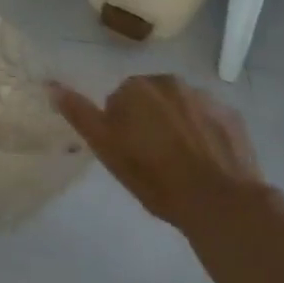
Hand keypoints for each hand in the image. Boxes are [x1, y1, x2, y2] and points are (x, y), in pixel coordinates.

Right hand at [51, 75, 274, 234]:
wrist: (219, 201)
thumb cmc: (154, 176)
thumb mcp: (107, 149)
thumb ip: (80, 114)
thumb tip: (50, 85)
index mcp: (137, 87)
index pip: (119, 100)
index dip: (122, 128)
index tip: (130, 154)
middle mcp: (169, 81)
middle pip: (151, 99)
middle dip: (150, 121)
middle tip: (154, 159)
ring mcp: (205, 96)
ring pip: (181, 107)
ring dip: (178, 125)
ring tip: (183, 163)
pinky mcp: (232, 115)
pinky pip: (210, 119)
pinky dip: (206, 133)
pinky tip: (207, 162)